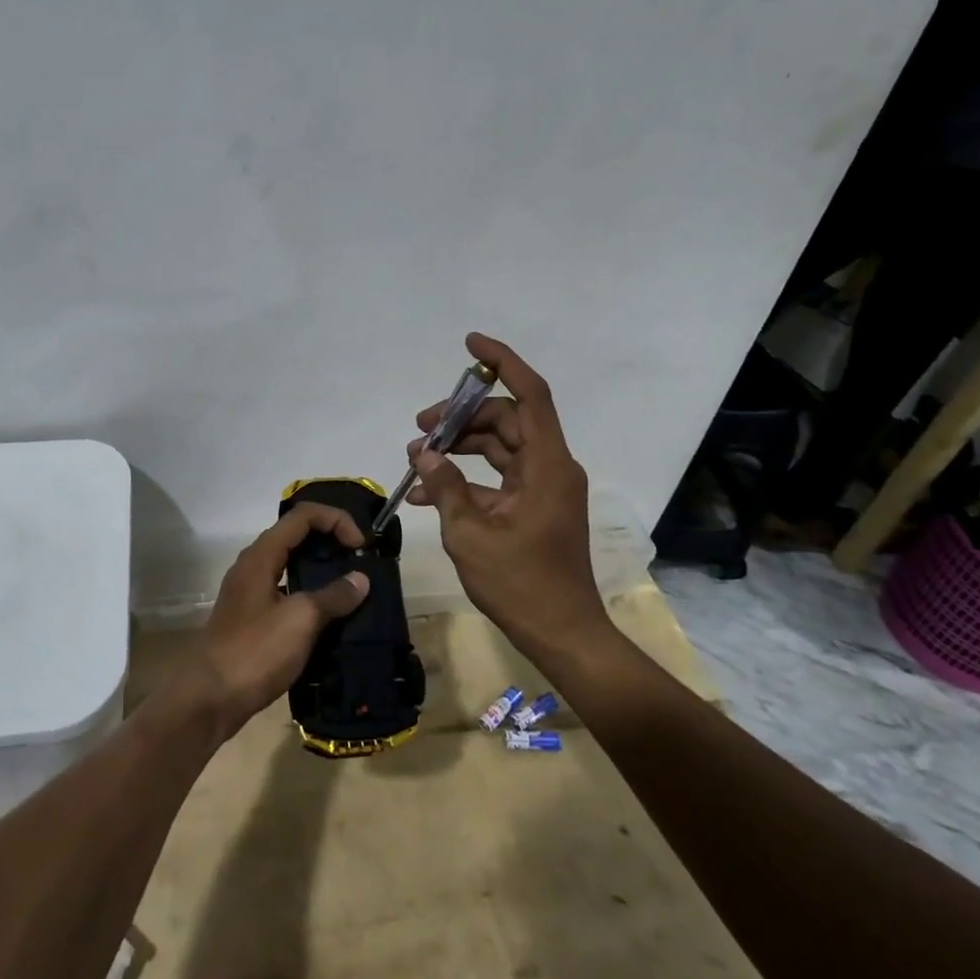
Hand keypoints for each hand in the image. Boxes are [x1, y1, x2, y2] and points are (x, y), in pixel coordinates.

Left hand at [170, 503, 369, 740]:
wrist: (209, 699)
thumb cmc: (255, 651)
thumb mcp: (300, 620)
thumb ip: (333, 596)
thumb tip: (360, 580)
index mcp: (262, 555)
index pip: (303, 515)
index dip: (336, 520)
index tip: (361, 546)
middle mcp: (254, 565)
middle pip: (296, 535)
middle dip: (330, 540)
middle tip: (360, 560)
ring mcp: (250, 592)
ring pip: (291, 565)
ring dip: (321, 569)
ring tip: (351, 586)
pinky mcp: (252, 618)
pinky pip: (287, 591)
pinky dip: (310, 594)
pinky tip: (329, 616)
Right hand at [406, 333, 610, 661]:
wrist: (562, 635)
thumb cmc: (521, 584)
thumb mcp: (472, 534)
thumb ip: (447, 485)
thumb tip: (426, 453)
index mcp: (548, 465)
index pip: (531, 395)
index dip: (503, 362)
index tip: (471, 344)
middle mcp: (550, 466)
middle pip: (506, 420)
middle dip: (460, 418)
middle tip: (420, 429)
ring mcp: (542, 487)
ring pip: (499, 446)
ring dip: (460, 447)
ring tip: (417, 459)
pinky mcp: (532, 505)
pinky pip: (497, 476)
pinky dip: (466, 477)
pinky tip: (429, 491)